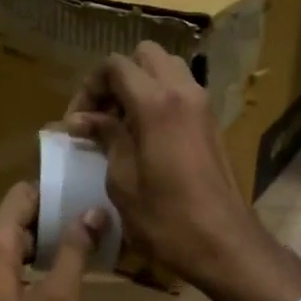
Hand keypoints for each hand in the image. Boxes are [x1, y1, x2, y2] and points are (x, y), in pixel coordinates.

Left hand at [0, 182, 103, 300]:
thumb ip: (75, 252)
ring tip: (75, 264)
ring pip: (6, 245)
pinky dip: (21, 269)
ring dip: (39, 250)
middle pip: (15, 218)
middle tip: (92, 239)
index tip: (87, 206)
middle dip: (52, 225)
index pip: (24, 193)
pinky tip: (44, 291)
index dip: (56, 195)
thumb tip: (92, 211)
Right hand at [66, 42, 300, 300]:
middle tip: (100, 115)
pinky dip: (159, 100)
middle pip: (145, 56)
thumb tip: (81, 120)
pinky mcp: (212, 124)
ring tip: (121, 124)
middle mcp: (183, 92)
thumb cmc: (166, 218)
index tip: (76, 122)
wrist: (224, 244)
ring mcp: (202, 106)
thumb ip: (105, 138)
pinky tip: (144, 136)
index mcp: (156, 102)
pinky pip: (182, 92)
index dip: (89, 87)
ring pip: (167, 70)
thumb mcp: (122, 180)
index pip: (115, 66)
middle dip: (117, 78)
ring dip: (140, 86)